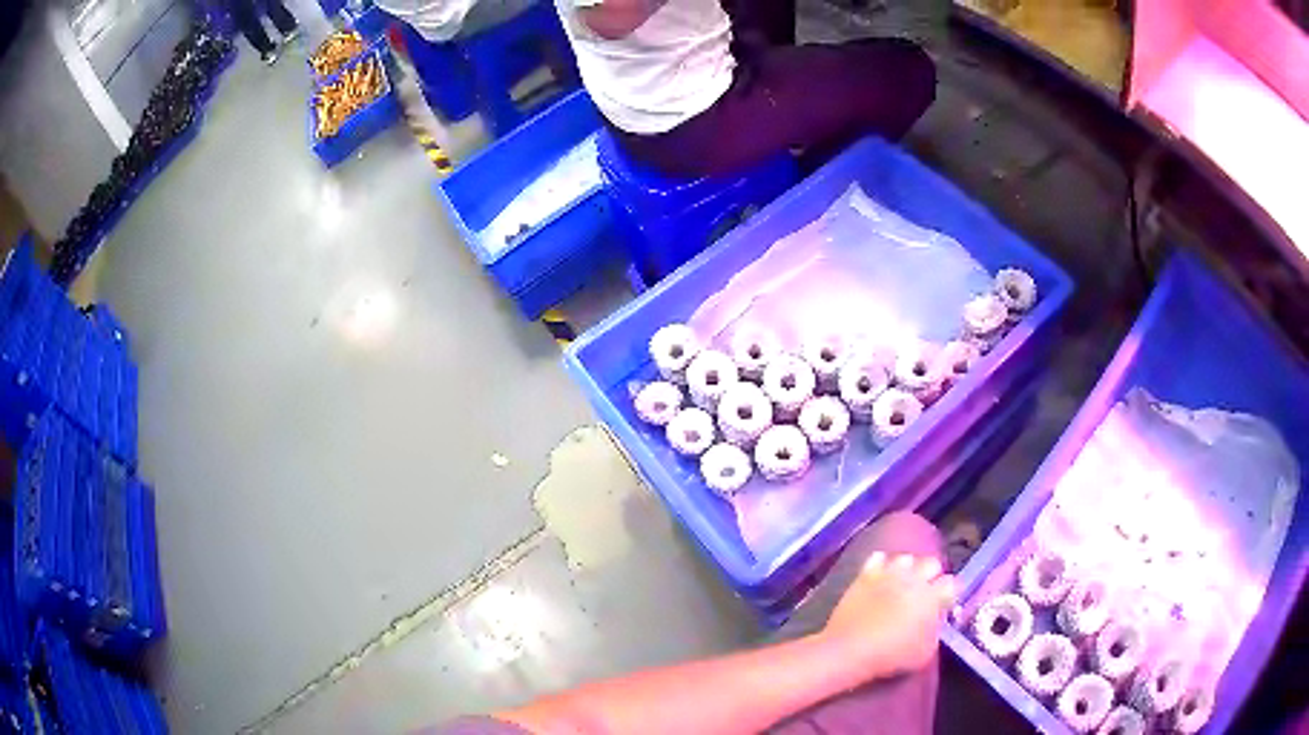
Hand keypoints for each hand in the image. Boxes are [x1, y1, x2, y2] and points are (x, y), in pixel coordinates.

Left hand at [823, 552, 955, 676]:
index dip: (950, 593)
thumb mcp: (925, 652)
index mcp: (932, 597)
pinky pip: (878, 558)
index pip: (952, 583)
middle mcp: (914, 578)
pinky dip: (882, 565)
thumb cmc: (892, 656)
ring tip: (902, 583)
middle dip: (932, 575)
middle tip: (926, 592)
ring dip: (908, 569)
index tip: (946, 602)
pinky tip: (880, 577)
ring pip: (906, 558)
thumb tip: (935, 620)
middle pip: (932, 563)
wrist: (850, 650)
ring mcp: (889, 573)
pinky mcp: (865, 575)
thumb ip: (935, 631)